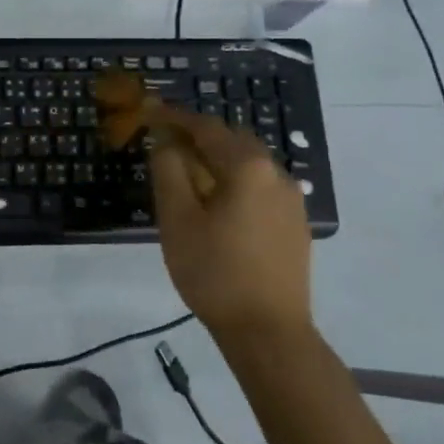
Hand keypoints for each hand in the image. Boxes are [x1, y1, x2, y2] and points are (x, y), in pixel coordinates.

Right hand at [148, 107, 312, 338]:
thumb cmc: (214, 272)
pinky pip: (260, 187)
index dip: (174, 117)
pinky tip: (216, 203)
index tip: (148, 110)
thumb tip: (166, 141)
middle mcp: (276, 174)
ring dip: (216, 160)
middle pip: (232, 140)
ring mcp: (291, 200)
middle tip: (164, 142)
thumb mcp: (177, 219)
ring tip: (186, 173)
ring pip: (248, 165)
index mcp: (248, 167)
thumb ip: (168, 170)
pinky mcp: (294, 224)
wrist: (269, 332)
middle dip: (197, 136)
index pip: (206, 128)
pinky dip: (234, 182)